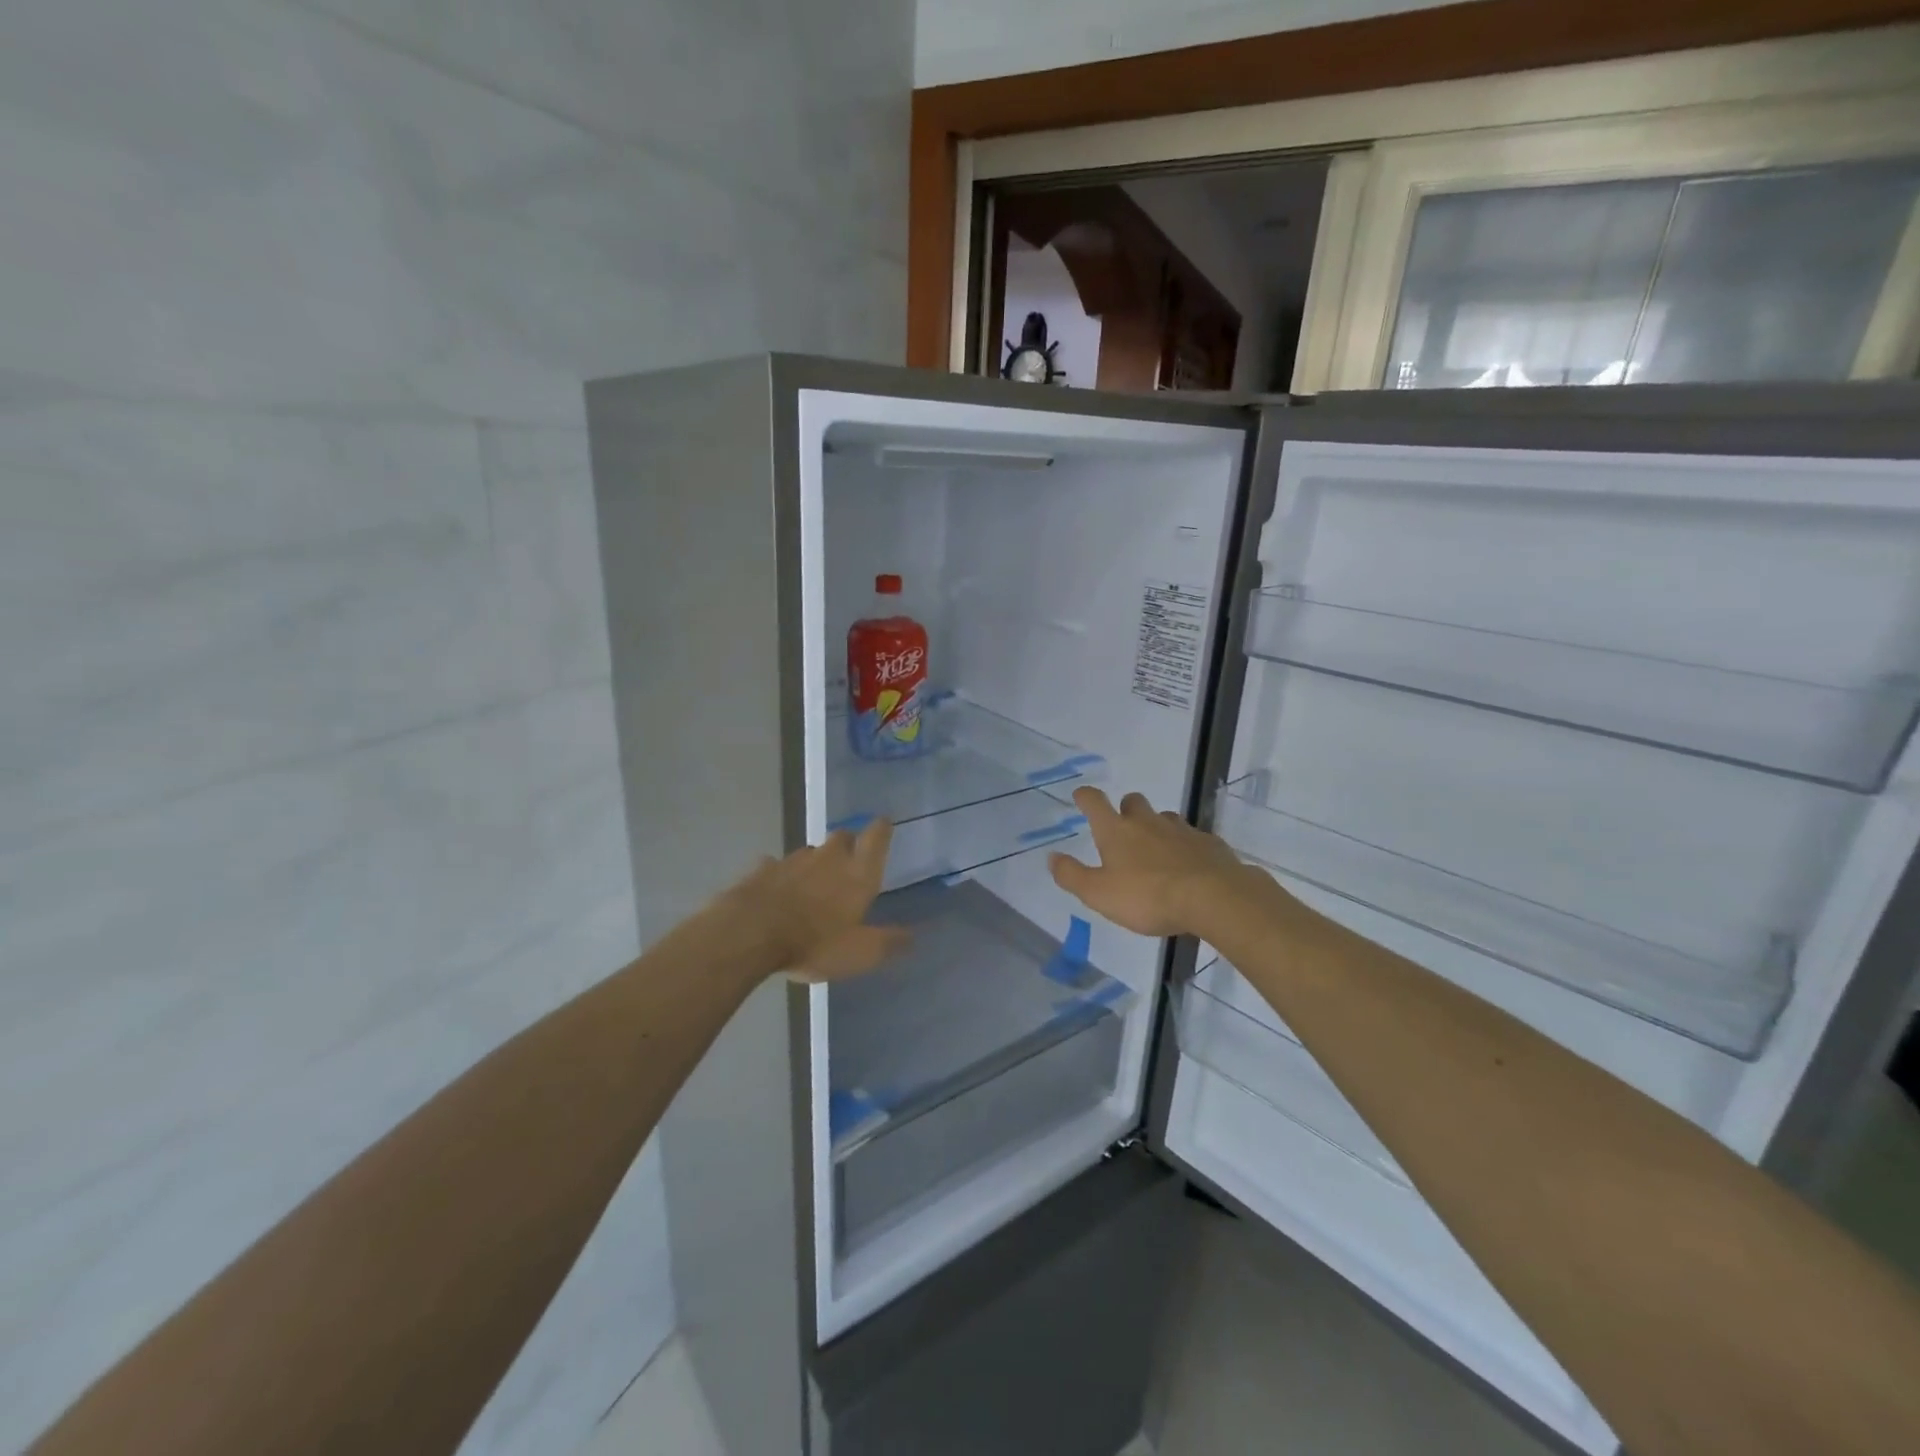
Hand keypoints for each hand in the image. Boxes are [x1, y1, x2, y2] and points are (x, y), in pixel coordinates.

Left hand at [720, 818, 909, 982]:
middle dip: (848, 844)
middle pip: (842, 838)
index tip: (884, 822)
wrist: (749, 934)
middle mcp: (827, 858)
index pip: (876, 839)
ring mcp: (791, 861)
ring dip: (815, 862)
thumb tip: (911, 936)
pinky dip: (780, 875)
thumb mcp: (860, 953)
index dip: (881, 829)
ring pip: (809, 852)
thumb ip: (887, 942)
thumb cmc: (814, 943)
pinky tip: (776, 889)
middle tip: (850, 859)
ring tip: (813, 883)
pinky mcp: (761, 870)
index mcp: (857, 873)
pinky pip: (775, 866)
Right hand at [1049, 787, 1272, 938]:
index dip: (1085, 797)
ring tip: (1156, 851)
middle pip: (1133, 802)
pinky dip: (1185, 847)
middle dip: (1126, 809)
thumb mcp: (1099, 894)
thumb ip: (1072, 875)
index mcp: (1116, 831)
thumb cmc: (1148, 896)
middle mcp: (1147, 822)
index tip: (1081, 796)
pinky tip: (1188, 866)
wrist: (1214, 897)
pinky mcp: (1209, 844)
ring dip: (1157, 827)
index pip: (1095, 802)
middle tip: (1123, 827)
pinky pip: (1193, 838)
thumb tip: (1052, 857)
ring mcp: (1181, 830)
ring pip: (1165, 818)